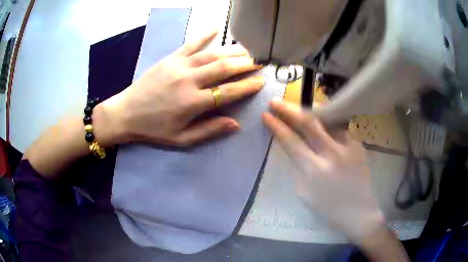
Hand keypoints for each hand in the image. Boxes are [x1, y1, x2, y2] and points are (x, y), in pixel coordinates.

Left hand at [100, 30, 263, 146]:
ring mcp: (179, 66)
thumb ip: (209, 131)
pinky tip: (216, 28)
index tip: (261, 81)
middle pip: (224, 68)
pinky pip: (190, 44)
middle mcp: (190, 81)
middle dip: (246, 64)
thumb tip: (236, 124)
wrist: (125, 113)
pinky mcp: (170, 59)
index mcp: (194, 103)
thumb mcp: (182, 139)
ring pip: (212, 54)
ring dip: (232, 50)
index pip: (229, 91)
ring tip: (247, 50)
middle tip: (259, 62)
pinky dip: (204, 35)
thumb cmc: (153, 129)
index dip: (248, 86)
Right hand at [262, 100, 383, 241]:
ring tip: (298, 108)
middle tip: (275, 102)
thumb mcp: (304, 192)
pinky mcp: (358, 144)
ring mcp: (348, 146)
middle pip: (309, 123)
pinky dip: (327, 123)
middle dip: (289, 110)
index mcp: (314, 170)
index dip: (277, 126)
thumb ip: (298, 166)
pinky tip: (322, 123)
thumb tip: (293, 147)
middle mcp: (332, 153)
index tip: (266, 115)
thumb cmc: (328, 207)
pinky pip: (339, 128)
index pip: (291, 141)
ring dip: (310, 112)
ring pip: (326, 120)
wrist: (358, 211)